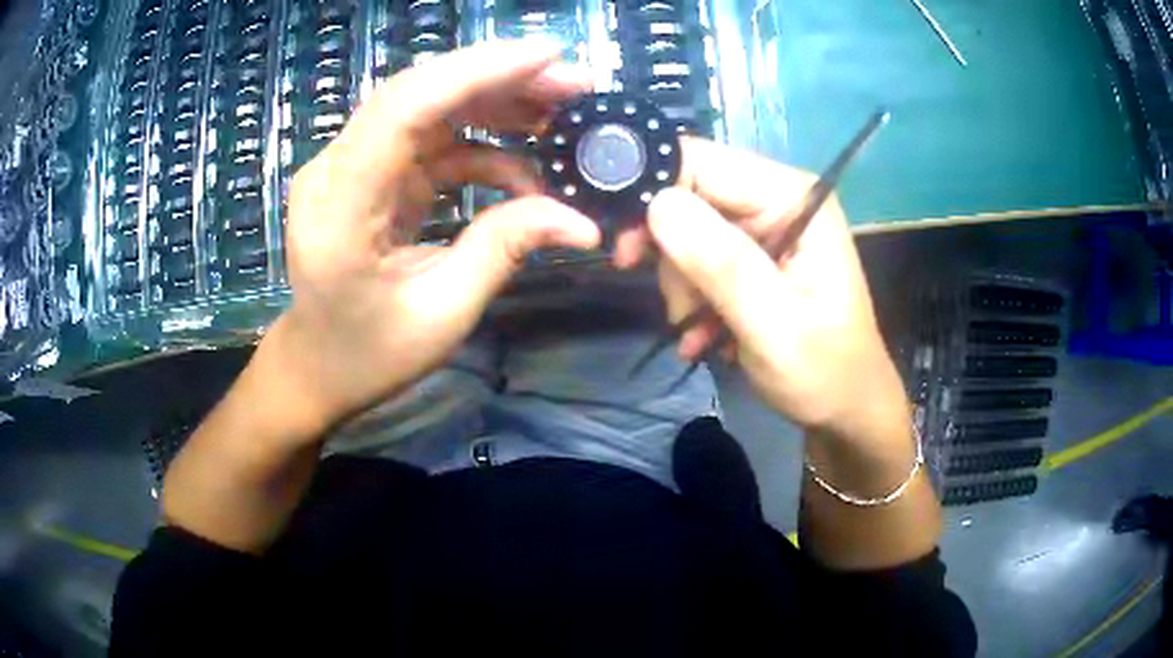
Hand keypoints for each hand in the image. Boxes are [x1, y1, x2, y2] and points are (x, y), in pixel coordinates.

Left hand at [270, 42, 599, 432]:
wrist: (317, 365)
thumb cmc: (368, 355)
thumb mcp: (441, 314)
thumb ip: (504, 251)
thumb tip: (581, 221)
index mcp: (339, 208)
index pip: (404, 108)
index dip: (477, 72)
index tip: (549, 56)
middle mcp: (336, 170)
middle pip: (418, 92)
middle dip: (501, 78)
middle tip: (576, 84)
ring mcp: (350, 167)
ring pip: (428, 107)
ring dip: (497, 103)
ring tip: (562, 113)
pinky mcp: (370, 174)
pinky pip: (430, 140)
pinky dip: (482, 144)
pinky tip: (525, 167)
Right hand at [614, 138, 906, 443]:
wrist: (846, 407)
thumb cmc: (824, 371)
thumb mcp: (774, 325)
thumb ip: (722, 263)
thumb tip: (658, 204)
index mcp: (792, 197)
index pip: (703, 162)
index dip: (656, 194)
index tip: (628, 249)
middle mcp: (777, 198)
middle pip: (690, 196)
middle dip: (673, 255)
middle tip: (678, 308)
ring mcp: (766, 226)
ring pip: (687, 231)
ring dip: (682, 285)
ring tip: (701, 330)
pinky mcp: (755, 253)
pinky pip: (699, 257)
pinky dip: (693, 296)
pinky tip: (704, 334)